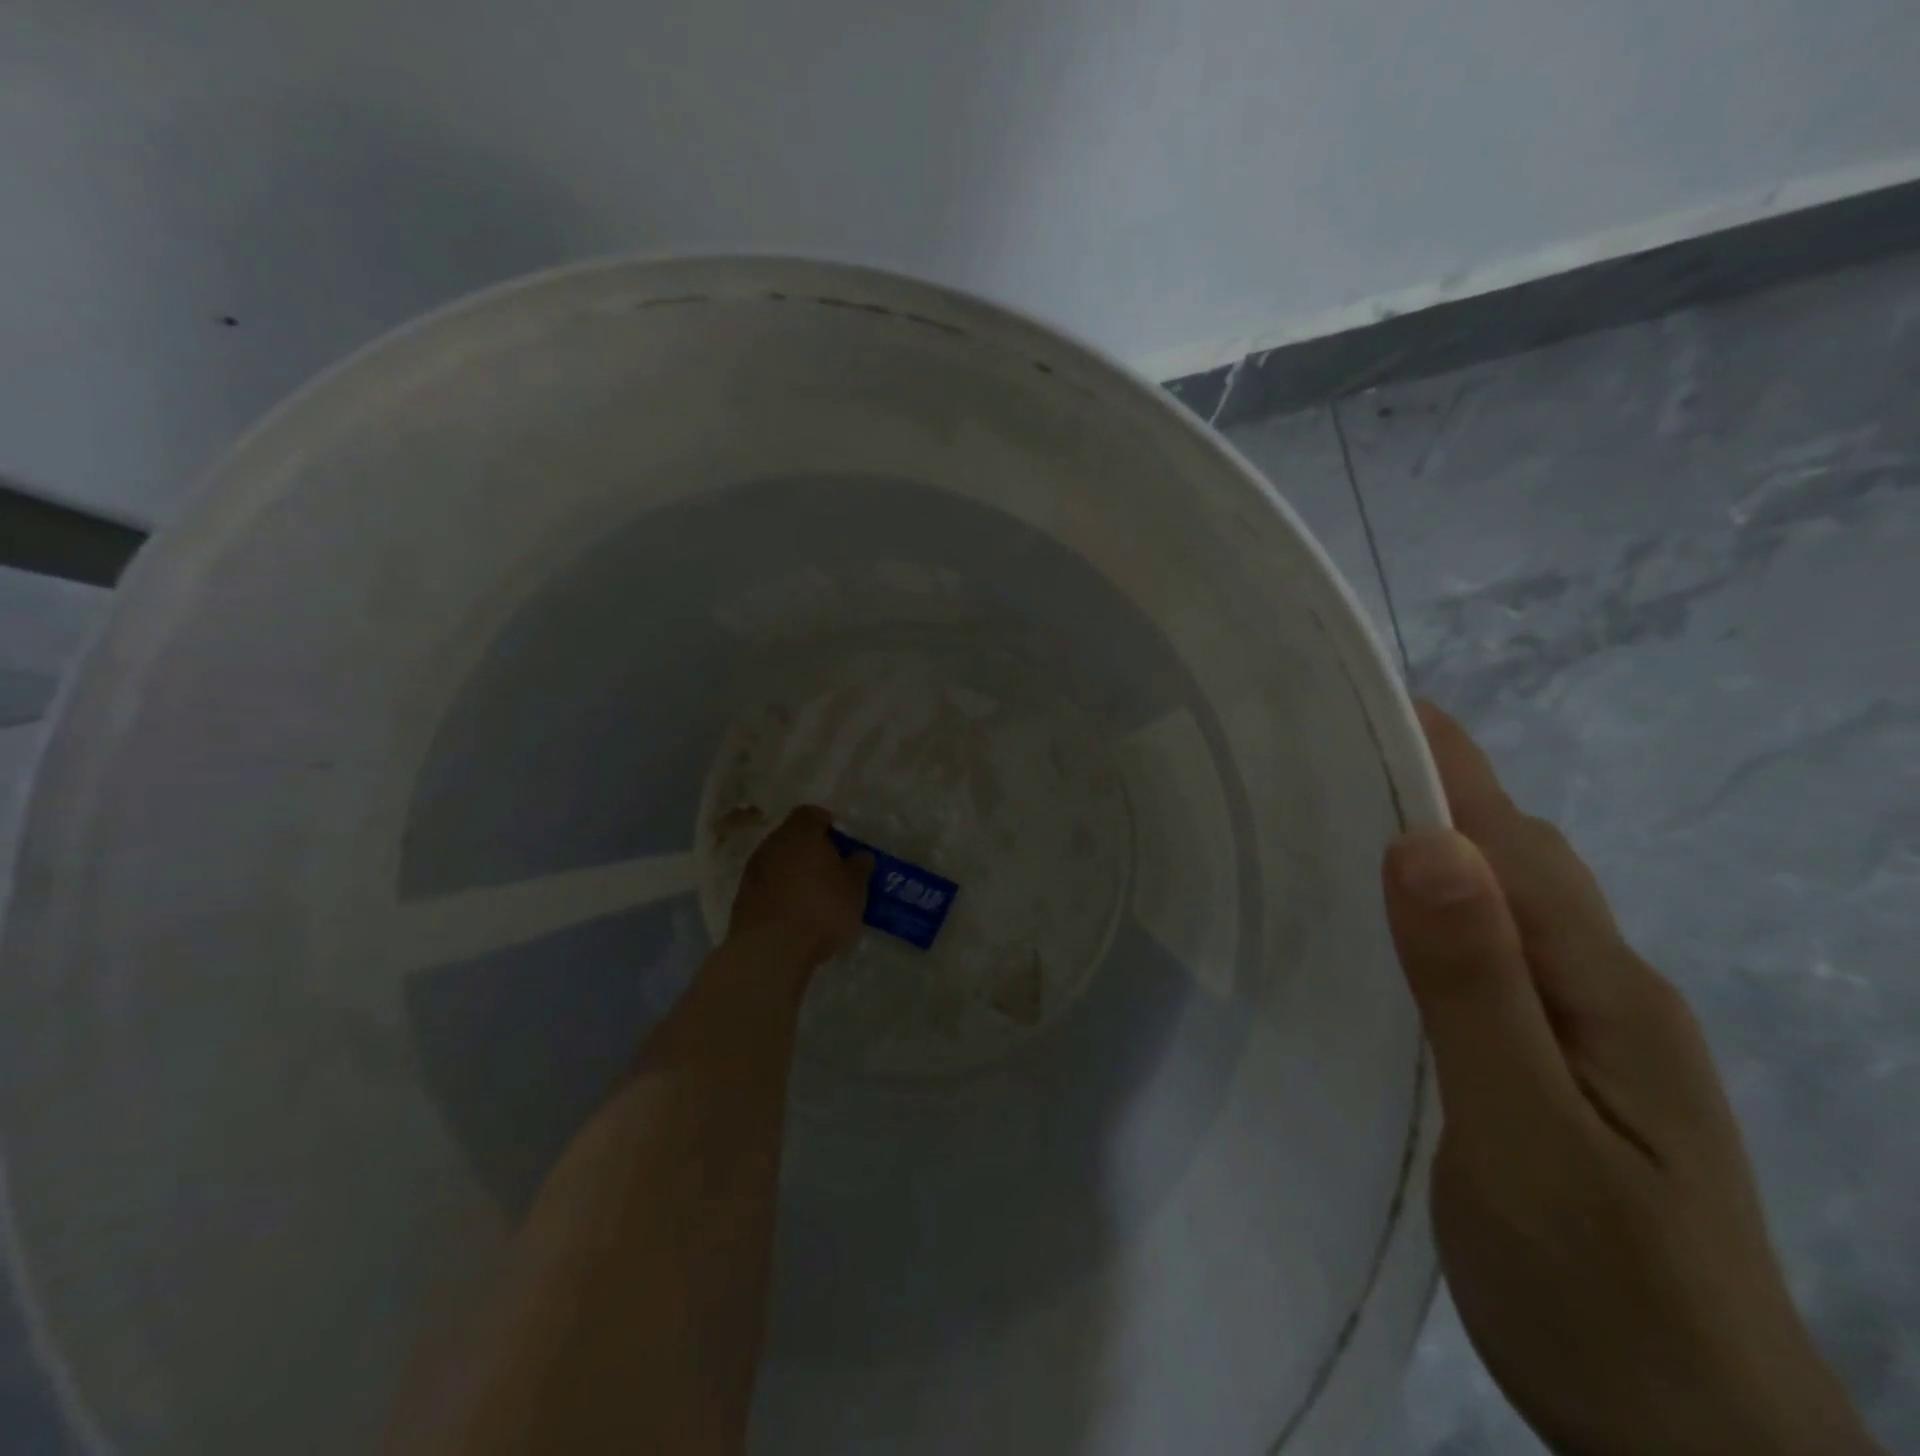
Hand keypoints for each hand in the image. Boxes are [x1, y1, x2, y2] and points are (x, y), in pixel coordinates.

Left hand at [728, 806, 870, 966]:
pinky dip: (781, 893)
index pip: (812, 813)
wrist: (770, 950)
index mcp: (800, 833)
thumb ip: (859, 867)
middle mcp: (772, 844)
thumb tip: (859, 856)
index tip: (842, 842)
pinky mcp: (742, 899)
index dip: (828, 824)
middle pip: (793, 837)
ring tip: (815, 896)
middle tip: (832, 870)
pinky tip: (795, 914)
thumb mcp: (855, 889)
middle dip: (811, 850)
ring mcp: (752, 872)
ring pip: (778, 862)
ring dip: (794, 873)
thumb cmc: (821, 910)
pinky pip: (767, 886)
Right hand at [1383, 703, 1880, 1455]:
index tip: (1370, 706)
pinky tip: (1394, 941)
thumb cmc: (1603, 1292)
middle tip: (1326, 769)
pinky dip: (1444, 915)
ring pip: (1509, 905)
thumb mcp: (1523, 1136)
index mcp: (1602, 986)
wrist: (1695, 1451)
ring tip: (1341, 833)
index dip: (1445, 765)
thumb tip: (1426, 847)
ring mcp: (1594, 1031)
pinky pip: (1498, 955)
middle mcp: (1607, 988)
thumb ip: (1473, 990)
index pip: (1515, 838)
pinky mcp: (1566, 1066)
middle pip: (1519, 857)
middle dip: (1434, 794)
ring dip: (1439, 852)